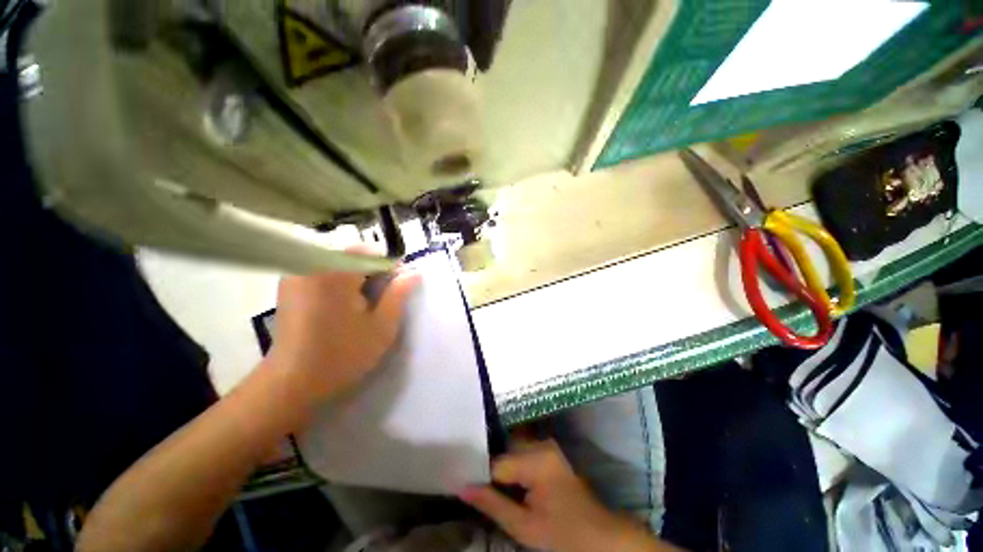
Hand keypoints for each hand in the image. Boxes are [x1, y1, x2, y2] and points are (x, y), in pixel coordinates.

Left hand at [265, 266, 419, 404]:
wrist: (292, 383)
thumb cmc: (343, 354)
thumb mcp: (382, 325)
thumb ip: (399, 294)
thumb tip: (414, 272)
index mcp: (336, 272)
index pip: (371, 253)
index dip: (390, 267)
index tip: (398, 286)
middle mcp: (312, 265)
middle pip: (354, 255)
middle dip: (373, 272)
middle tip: (382, 298)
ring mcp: (297, 274)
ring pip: (339, 262)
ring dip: (356, 276)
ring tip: (363, 303)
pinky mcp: (289, 286)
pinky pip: (322, 271)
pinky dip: (338, 281)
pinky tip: (342, 305)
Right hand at [461, 439, 673, 551]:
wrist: (599, 536)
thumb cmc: (562, 535)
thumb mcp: (523, 526)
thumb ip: (491, 504)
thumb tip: (461, 487)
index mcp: (536, 459)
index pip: (495, 462)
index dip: (480, 476)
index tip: (465, 486)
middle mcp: (540, 443)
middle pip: (504, 452)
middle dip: (490, 469)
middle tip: (474, 485)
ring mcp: (547, 446)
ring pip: (512, 451)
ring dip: (500, 468)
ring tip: (488, 485)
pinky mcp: (549, 452)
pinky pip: (522, 454)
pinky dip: (512, 467)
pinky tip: (507, 483)